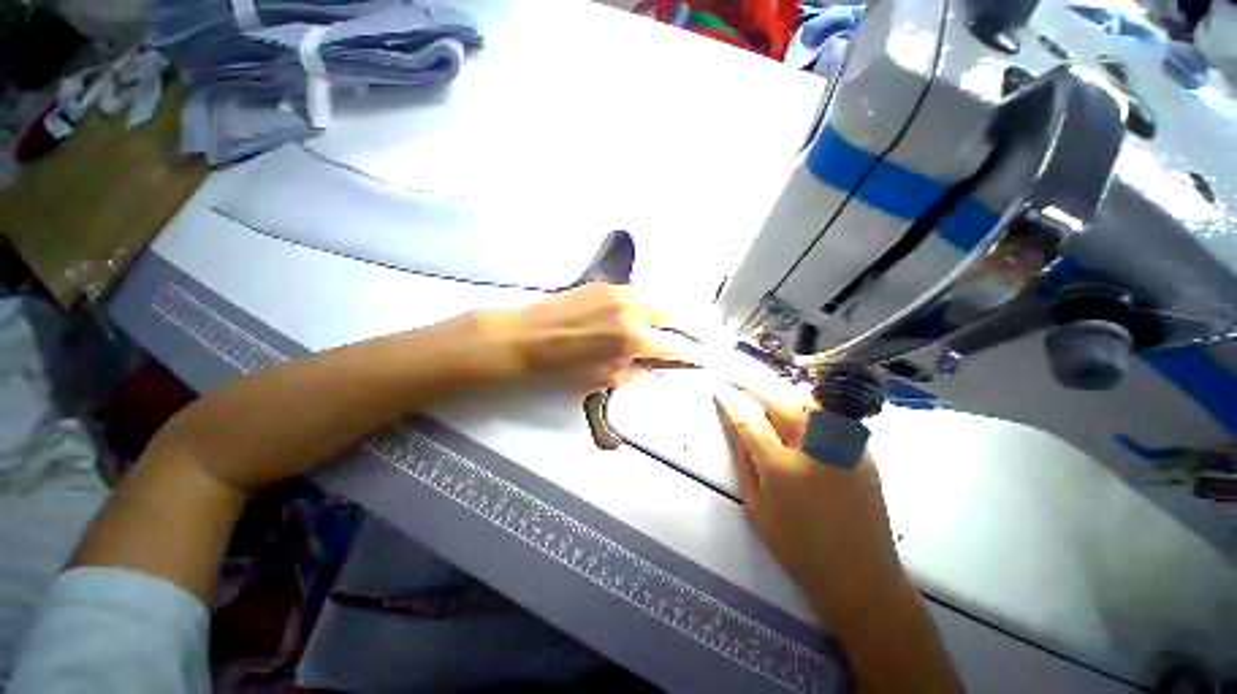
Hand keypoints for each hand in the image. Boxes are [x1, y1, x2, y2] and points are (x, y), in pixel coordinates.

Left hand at [482, 282, 696, 389]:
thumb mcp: (604, 378)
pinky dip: (644, 303)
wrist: (525, 338)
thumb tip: (654, 364)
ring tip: (663, 326)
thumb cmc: (561, 367)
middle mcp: (631, 309)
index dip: (690, 354)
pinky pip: (635, 292)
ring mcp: (618, 292)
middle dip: (681, 327)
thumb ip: (635, 368)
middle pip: (671, 313)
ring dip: (664, 313)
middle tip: (681, 339)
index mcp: (631, 338)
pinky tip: (637, 314)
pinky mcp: (604, 284)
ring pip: (655, 298)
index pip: (674, 346)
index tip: (700, 358)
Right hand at [714, 384, 903, 621]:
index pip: (750, 420)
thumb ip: (745, 464)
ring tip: (764, 390)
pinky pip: (829, 414)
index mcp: (783, 469)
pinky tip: (795, 407)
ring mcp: (843, 447)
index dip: (732, 401)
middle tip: (736, 378)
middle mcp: (815, 450)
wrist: (862, 576)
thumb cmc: (799, 549)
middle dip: (753, 385)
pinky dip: (806, 403)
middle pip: (780, 401)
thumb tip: (736, 428)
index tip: (719, 389)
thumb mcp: (758, 510)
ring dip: (781, 390)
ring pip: (807, 401)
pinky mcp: (862, 450)